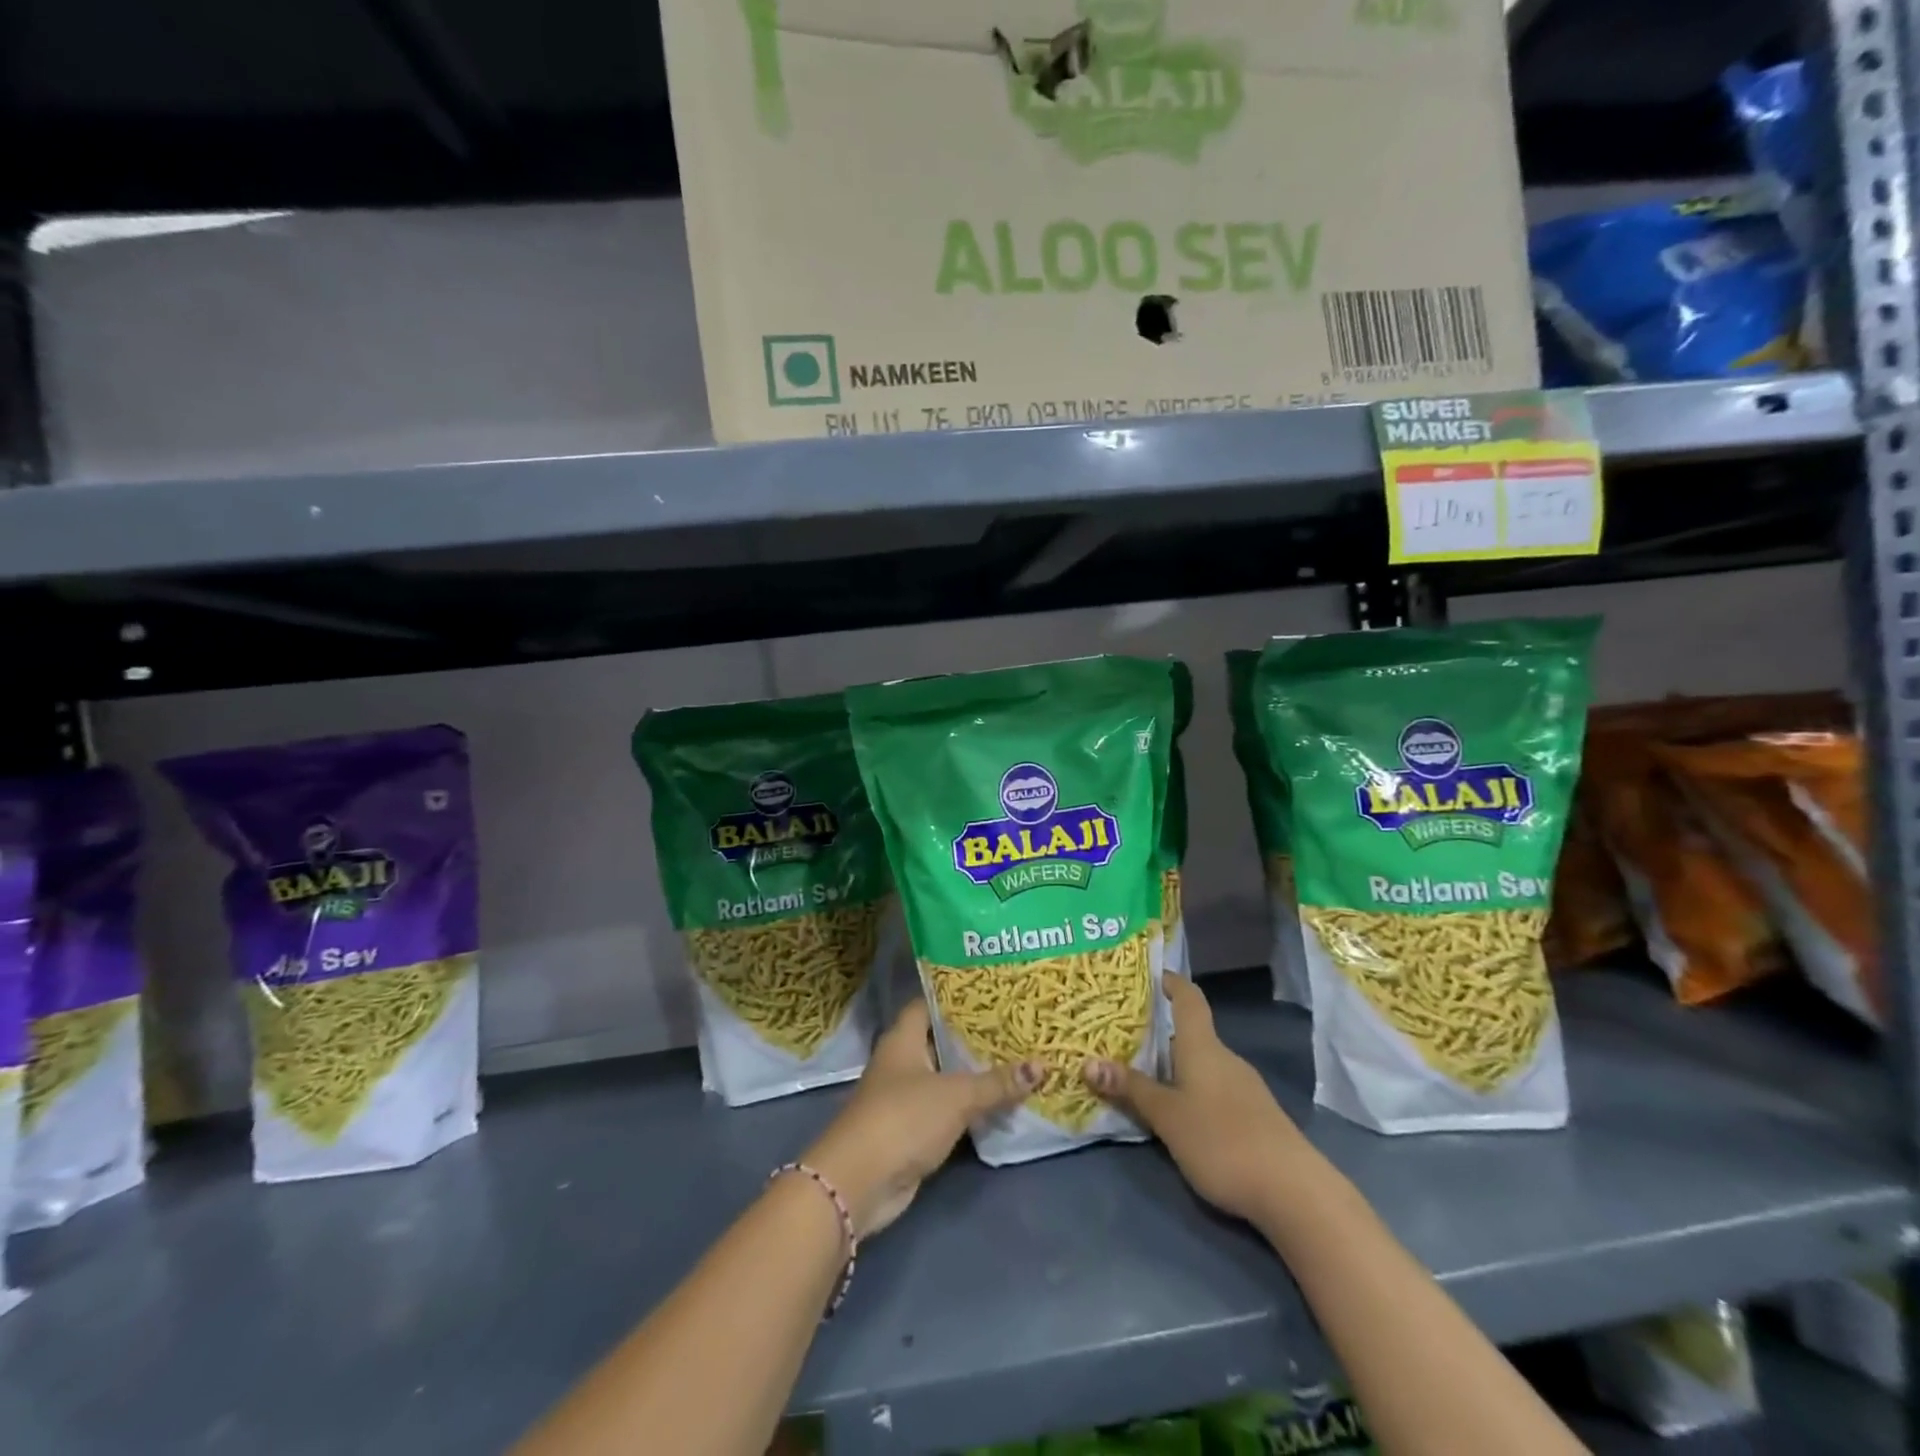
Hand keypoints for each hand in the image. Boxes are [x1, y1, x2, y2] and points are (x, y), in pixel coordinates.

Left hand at [802, 999, 1037, 1238]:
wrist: (860, 1182)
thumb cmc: (903, 1118)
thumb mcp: (956, 1096)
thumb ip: (997, 1082)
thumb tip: (1042, 1065)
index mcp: (903, 1038)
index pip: (929, 1004)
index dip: (956, 996)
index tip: (992, 992)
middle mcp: (902, 1061)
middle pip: (941, 1041)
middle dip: (975, 1037)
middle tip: (1015, 1026)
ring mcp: (905, 1097)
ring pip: (946, 1077)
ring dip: (975, 1074)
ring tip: (1018, 1059)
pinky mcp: (913, 1130)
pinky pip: (948, 1109)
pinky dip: (970, 1106)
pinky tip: (1001, 1102)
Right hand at [1083, 974, 1306, 1223]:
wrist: (1295, 1192)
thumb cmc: (1222, 1141)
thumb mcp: (1167, 1116)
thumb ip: (1131, 1089)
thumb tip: (1088, 1062)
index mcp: (1203, 1046)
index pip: (1188, 998)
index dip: (1170, 982)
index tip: (1149, 974)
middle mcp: (1225, 1058)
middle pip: (1191, 1034)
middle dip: (1160, 1034)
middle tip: (1123, 1037)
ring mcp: (1245, 1088)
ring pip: (1203, 1065)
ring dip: (1175, 1066)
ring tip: (1143, 1076)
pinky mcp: (1256, 1117)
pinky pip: (1215, 1089)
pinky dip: (1193, 1090)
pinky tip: (1179, 1114)